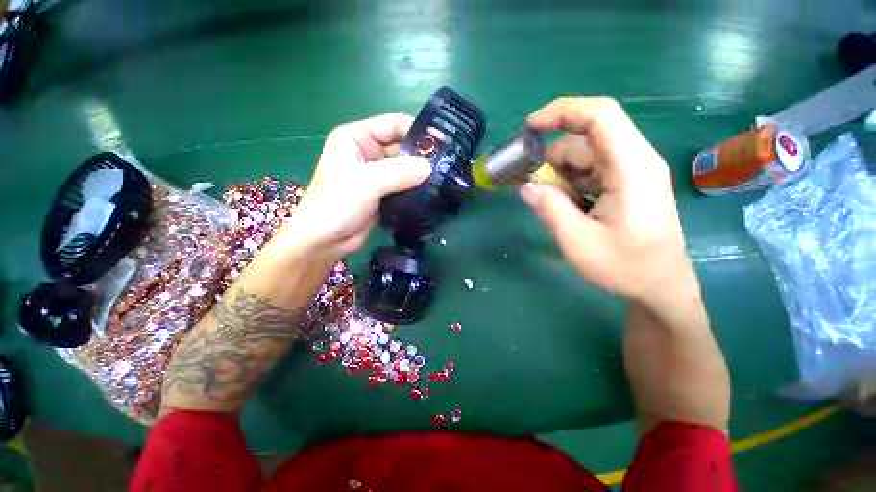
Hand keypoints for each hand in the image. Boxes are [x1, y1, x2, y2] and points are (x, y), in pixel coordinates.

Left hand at [283, 113, 430, 259]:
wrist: (325, 240)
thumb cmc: (337, 205)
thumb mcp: (366, 183)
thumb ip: (398, 172)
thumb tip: (430, 167)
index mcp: (357, 138)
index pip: (393, 125)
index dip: (417, 131)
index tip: (442, 143)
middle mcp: (367, 152)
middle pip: (401, 146)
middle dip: (422, 156)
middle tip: (447, 165)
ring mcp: (375, 174)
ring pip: (404, 168)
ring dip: (420, 174)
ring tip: (443, 179)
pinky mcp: (382, 193)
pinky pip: (403, 185)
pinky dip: (415, 188)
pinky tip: (431, 193)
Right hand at [520, 97, 690, 302]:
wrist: (660, 287)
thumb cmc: (625, 268)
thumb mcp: (578, 242)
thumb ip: (550, 209)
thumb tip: (525, 186)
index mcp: (631, 169)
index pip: (600, 116)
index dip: (562, 112)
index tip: (529, 127)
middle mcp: (635, 161)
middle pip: (585, 140)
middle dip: (553, 160)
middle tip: (535, 190)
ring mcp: (631, 172)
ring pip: (584, 156)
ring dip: (560, 176)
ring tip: (555, 206)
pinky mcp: (625, 183)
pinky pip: (590, 171)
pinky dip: (570, 183)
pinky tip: (569, 208)